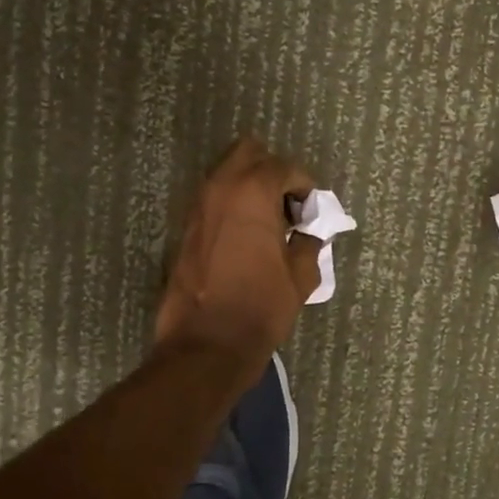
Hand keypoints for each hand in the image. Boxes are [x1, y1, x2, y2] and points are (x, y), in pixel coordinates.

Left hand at [157, 138, 322, 363]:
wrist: (207, 344)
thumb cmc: (260, 307)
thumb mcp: (301, 276)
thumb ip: (308, 244)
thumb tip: (307, 233)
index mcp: (252, 192)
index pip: (284, 168)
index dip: (304, 187)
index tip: (312, 212)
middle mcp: (220, 188)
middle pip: (248, 153)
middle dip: (272, 172)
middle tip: (288, 206)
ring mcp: (197, 207)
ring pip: (226, 174)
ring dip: (250, 188)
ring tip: (269, 223)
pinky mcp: (186, 229)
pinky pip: (214, 201)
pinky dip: (232, 207)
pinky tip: (247, 239)